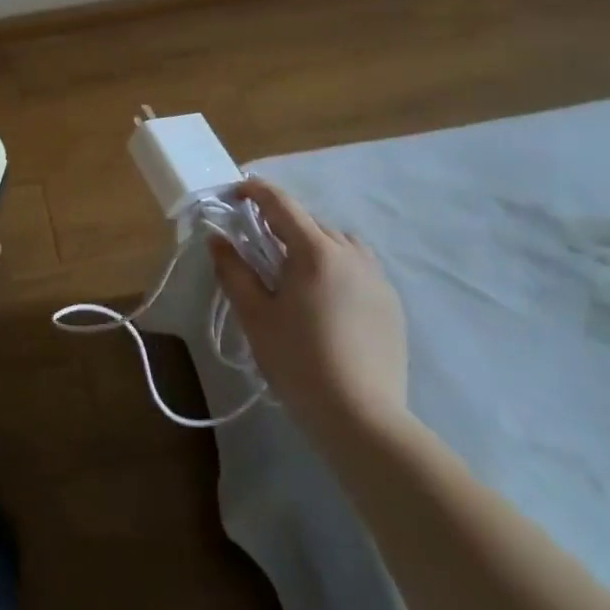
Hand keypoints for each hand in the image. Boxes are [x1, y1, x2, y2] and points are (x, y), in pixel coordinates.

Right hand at [210, 178, 408, 436]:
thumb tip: (217, 238)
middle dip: (282, 224)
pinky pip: (359, 267)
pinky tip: (325, 298)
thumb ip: (234, 270)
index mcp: (315, 251)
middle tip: (259, 244)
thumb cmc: (298, 361)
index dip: (256, 192)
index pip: (281, 204)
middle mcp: (351, 253)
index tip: (236, 192)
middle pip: (310, 222)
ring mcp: (376, 277)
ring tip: (295, 271)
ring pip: (339, 242)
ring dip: (313, 243)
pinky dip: (337, 266)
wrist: (362, 417)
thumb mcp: (255, 315)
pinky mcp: (391, 303)